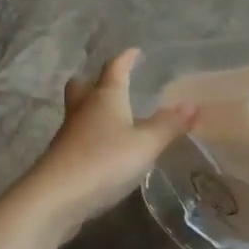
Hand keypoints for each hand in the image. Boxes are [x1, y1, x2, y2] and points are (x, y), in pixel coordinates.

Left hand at [27, 49, 194, 234]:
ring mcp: (69, 133)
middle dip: (96, 81)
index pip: (115, 68)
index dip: (126, 59)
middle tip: (111, 82)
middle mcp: (84, 109)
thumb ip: (169, 125)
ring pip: (79, 111)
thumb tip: (192, 105)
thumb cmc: (104, 160)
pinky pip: (79, 135)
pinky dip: (92, 134)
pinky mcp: (63, 157)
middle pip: (84, 86)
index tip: (135, 52)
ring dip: (93, 108)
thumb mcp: (146, 144)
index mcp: (105, 97)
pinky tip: (105, 147)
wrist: (56, 196)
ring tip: (113, 115)